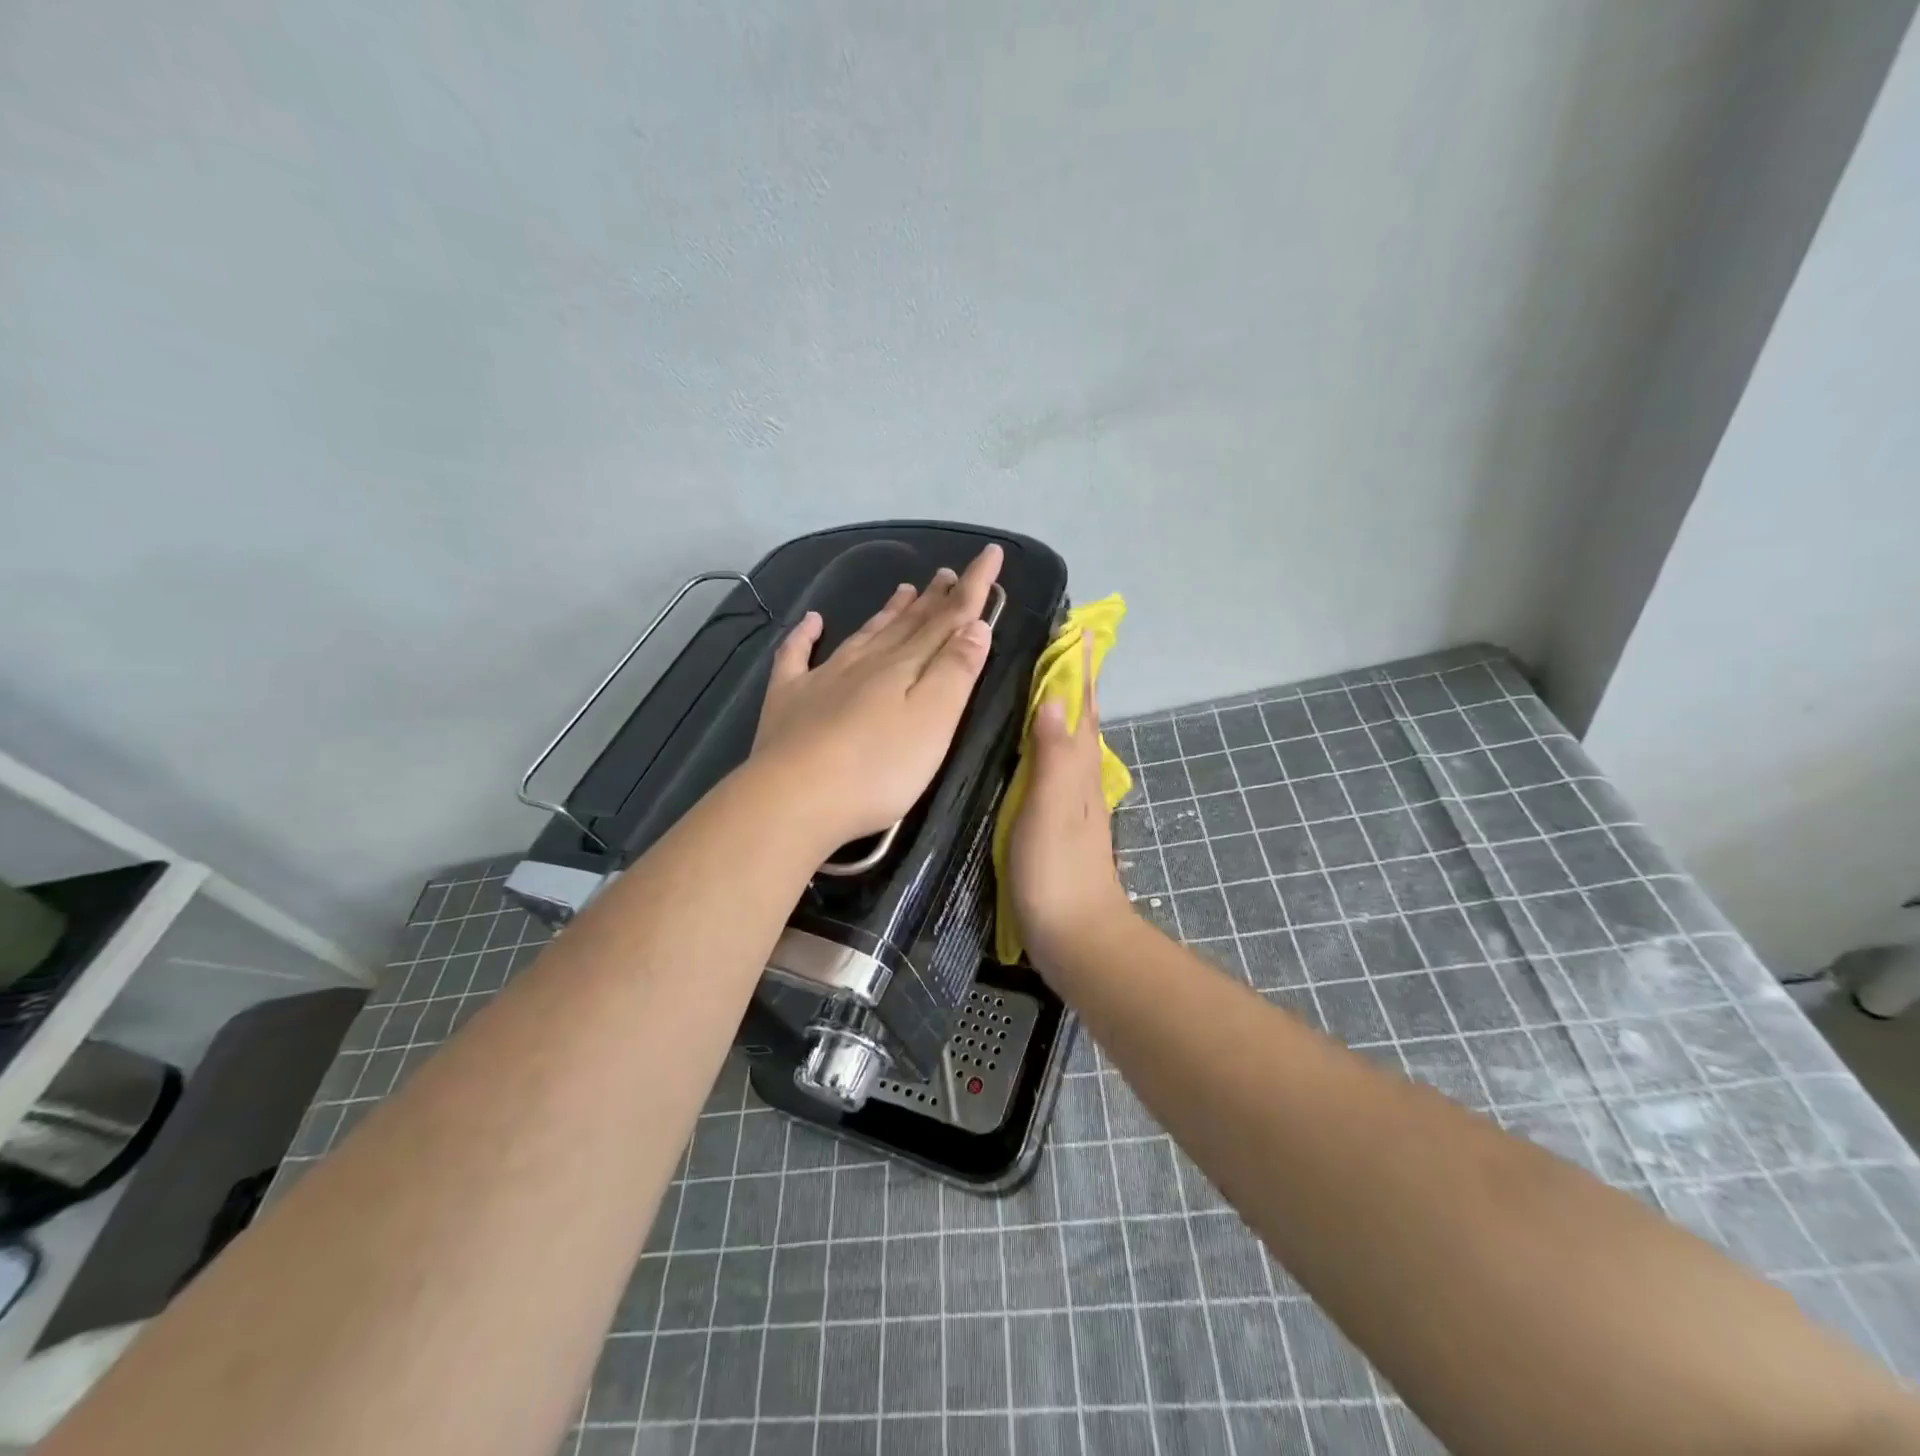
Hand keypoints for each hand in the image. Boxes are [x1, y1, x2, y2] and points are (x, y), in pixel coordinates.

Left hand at [752, 544, 1003, 855]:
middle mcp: (866, 662)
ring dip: (887, 612)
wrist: (795, 798)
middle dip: (933, 598)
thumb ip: (956, 671)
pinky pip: (796, 657)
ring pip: (864, 635)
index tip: (991, 554)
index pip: (949, 618)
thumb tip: (975, 625)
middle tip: (946, 574)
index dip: (973, 586)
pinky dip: (804, 636)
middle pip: (907, 624)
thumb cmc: (878, 768)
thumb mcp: (934, 721)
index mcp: (906, 666)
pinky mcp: (789, 700)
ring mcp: (823, 678)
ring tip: (904, 590)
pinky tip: (812, 622)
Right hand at [1008, 641, 1133, 970]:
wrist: (1077, 936)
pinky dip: (1047, 742)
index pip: (1081, 705)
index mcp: (1078, 767)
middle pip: (1080, 718)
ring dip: (1061, 707)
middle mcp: (1080, 776)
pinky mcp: (1058, 821)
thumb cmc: (1057, 872)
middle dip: (1073, 680)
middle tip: (1054, 645)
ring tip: (1038, 682)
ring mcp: (1072, 800)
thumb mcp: (1050, 809)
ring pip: (1069, 740)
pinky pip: (1055, 766)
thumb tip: (1052, 698)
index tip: (1074, 629)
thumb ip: (1053, 755)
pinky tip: (1029, 746)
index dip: (1078, 669)